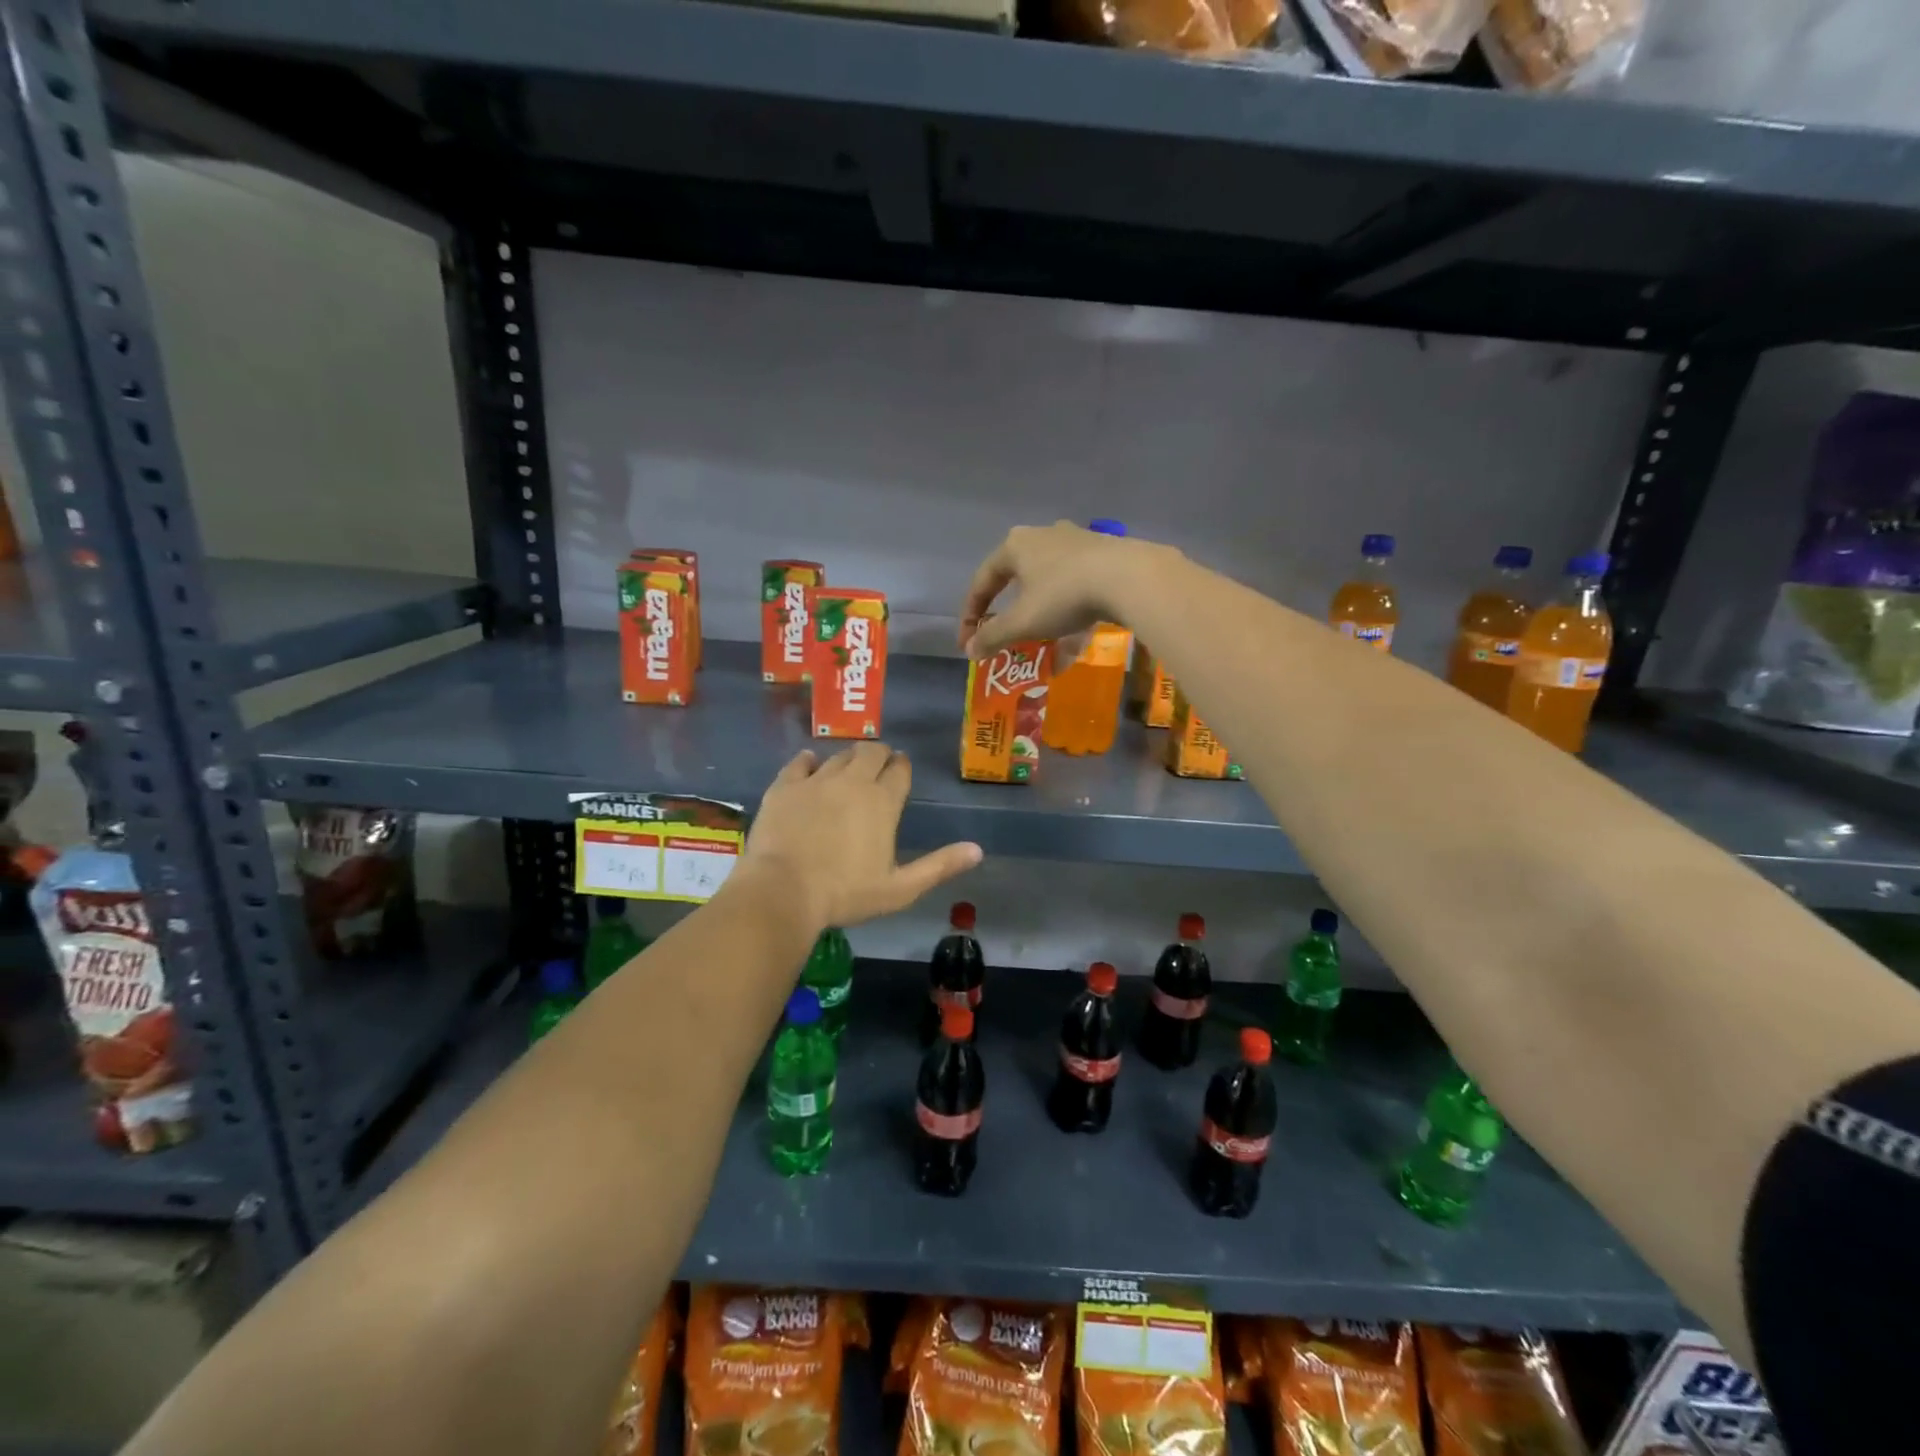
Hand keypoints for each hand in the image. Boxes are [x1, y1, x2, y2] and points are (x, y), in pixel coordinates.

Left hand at [742, 744, 981, 931]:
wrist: (783, 892)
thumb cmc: (845, 894)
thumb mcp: (900, 889)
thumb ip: (939, 866)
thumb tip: (977, 850)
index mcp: (882, 802)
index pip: (899, 771)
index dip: (902, 767)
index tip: (900, 769)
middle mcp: (852, 782)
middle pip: (870, 753)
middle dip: (879, 754)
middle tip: (878, 764)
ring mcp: (816, 781)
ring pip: (838, 756)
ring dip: (848, 758)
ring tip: (848, 766)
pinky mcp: (785, 786)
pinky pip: (800, 762)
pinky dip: (808, 761)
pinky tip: (810, 763)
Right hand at [959, 521, 1171, 657]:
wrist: (1129, 577)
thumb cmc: (1064, 595)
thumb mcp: (1023, 621)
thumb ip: (993, 636)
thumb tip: (970, 650)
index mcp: (1015, 546)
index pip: (983, 582)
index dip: (971, 616)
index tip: (968, 643)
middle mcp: (1043, 537)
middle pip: (1017, 582)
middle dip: (1010, 617)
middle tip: (1005, 640)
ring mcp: (1076, 543)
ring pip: (1049, 588)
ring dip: (1042, 620)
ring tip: (1042, 648)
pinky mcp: (1104, 556)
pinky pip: (1077, 590)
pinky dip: (1070, 618)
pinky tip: (1074, 644)